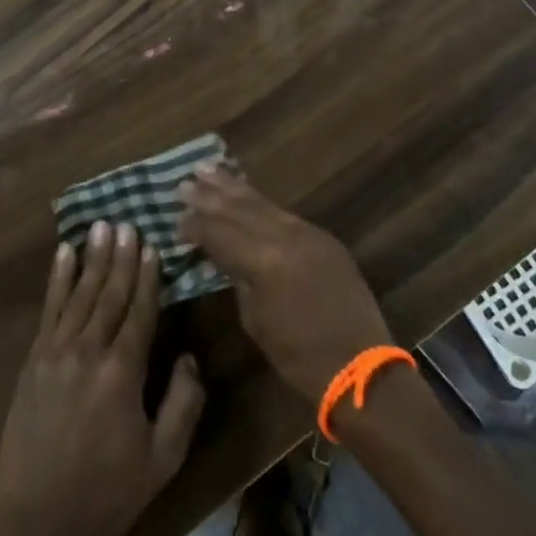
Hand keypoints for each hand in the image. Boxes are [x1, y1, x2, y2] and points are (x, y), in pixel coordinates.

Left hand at [0, 221, 204, 535]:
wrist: (39, 522)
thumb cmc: (108, 492)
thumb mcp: (162, 459)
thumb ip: (183, 404)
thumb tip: (190, 358)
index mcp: (123, 371)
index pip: (140, 311)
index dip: (148, 277)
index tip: (152, 245)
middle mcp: (90, 350)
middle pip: (110, 293)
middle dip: (121, 256)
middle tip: (127, 223)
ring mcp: (56, 351)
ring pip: (80, 293)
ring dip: (92, 258)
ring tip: (101, 226)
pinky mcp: (34, 360)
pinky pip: (49, 309)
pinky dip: (57, 278)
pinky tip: (63, 254)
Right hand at [179, 166, 391, 403]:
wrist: (359, 366)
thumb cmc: (298, 356)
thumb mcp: (256, 320)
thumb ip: (238, 278)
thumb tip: (223, 257)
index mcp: (263, 261)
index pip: (219, 233)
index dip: (195, 226)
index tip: (176, 219)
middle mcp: (284, 236)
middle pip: (238, 209)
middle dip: (209, 196)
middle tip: (183, 184)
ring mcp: (307, 232)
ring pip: (262, 203)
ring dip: (232, 187)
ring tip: (208, 169)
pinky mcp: (322, 236)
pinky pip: (283, 212)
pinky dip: (259, 201)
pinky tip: (245, 192)